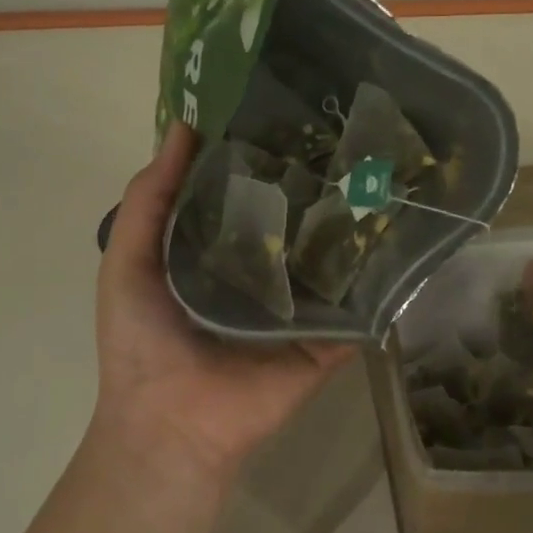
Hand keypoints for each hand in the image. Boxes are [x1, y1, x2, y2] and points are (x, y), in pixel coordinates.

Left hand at [90, 122, 351, 487]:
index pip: (249, 194)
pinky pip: (358, 304)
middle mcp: (265, 272)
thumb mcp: (128, 258)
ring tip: (385, 169)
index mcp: (220, 252)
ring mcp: (301, 306)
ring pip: (333, 258)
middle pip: (297, 221)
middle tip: (350, 133)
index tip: (291, 109)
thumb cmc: (142, 339)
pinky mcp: (329, 338)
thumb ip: (150, 198)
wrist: (169, 422)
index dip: (263, 156)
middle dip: (317, 182)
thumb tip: (183, 128)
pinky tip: (405, 232)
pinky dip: (379, 277)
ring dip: (354, 222)